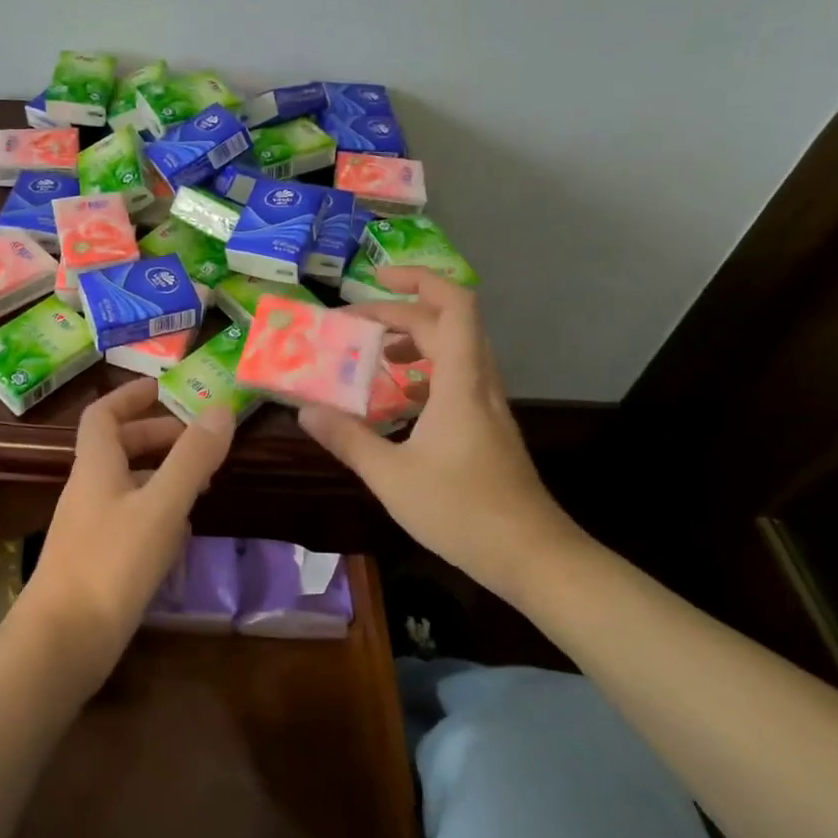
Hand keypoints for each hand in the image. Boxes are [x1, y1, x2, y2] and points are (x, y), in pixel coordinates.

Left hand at [15, 378, 234, 683]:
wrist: (61, 644)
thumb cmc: (110, 564)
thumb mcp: (161, 506)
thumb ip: (192, 458)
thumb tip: (221, 409)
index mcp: (96, 466)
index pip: (102, 414)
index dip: (129, 396)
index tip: (161, 387)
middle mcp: (88, 490)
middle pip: (118, 448)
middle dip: (157, 437)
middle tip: (198, 443)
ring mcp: (89, 528)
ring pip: (127, 485)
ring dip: (161, 476)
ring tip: (201, 487)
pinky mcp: (96, 562)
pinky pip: (129, 520)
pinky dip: (157, 514)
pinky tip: (180, 535)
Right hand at [297, 268, 583, 599]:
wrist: (533, 557)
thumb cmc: (462, 511)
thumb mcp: (391, 476)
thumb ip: (347, 439)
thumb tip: (304, 410)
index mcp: (460, 383)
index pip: (453, 306)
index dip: (419, 280)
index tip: (377, 280)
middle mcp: (478, 383)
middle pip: (445, 324)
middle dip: (397, 315)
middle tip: (351, 327)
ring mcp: (487, 406)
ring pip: (454, 351)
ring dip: (414, 341)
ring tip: (374, 355)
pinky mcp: (488, 428)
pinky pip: (457, 379)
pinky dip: (426, 373)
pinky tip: (400, 401)